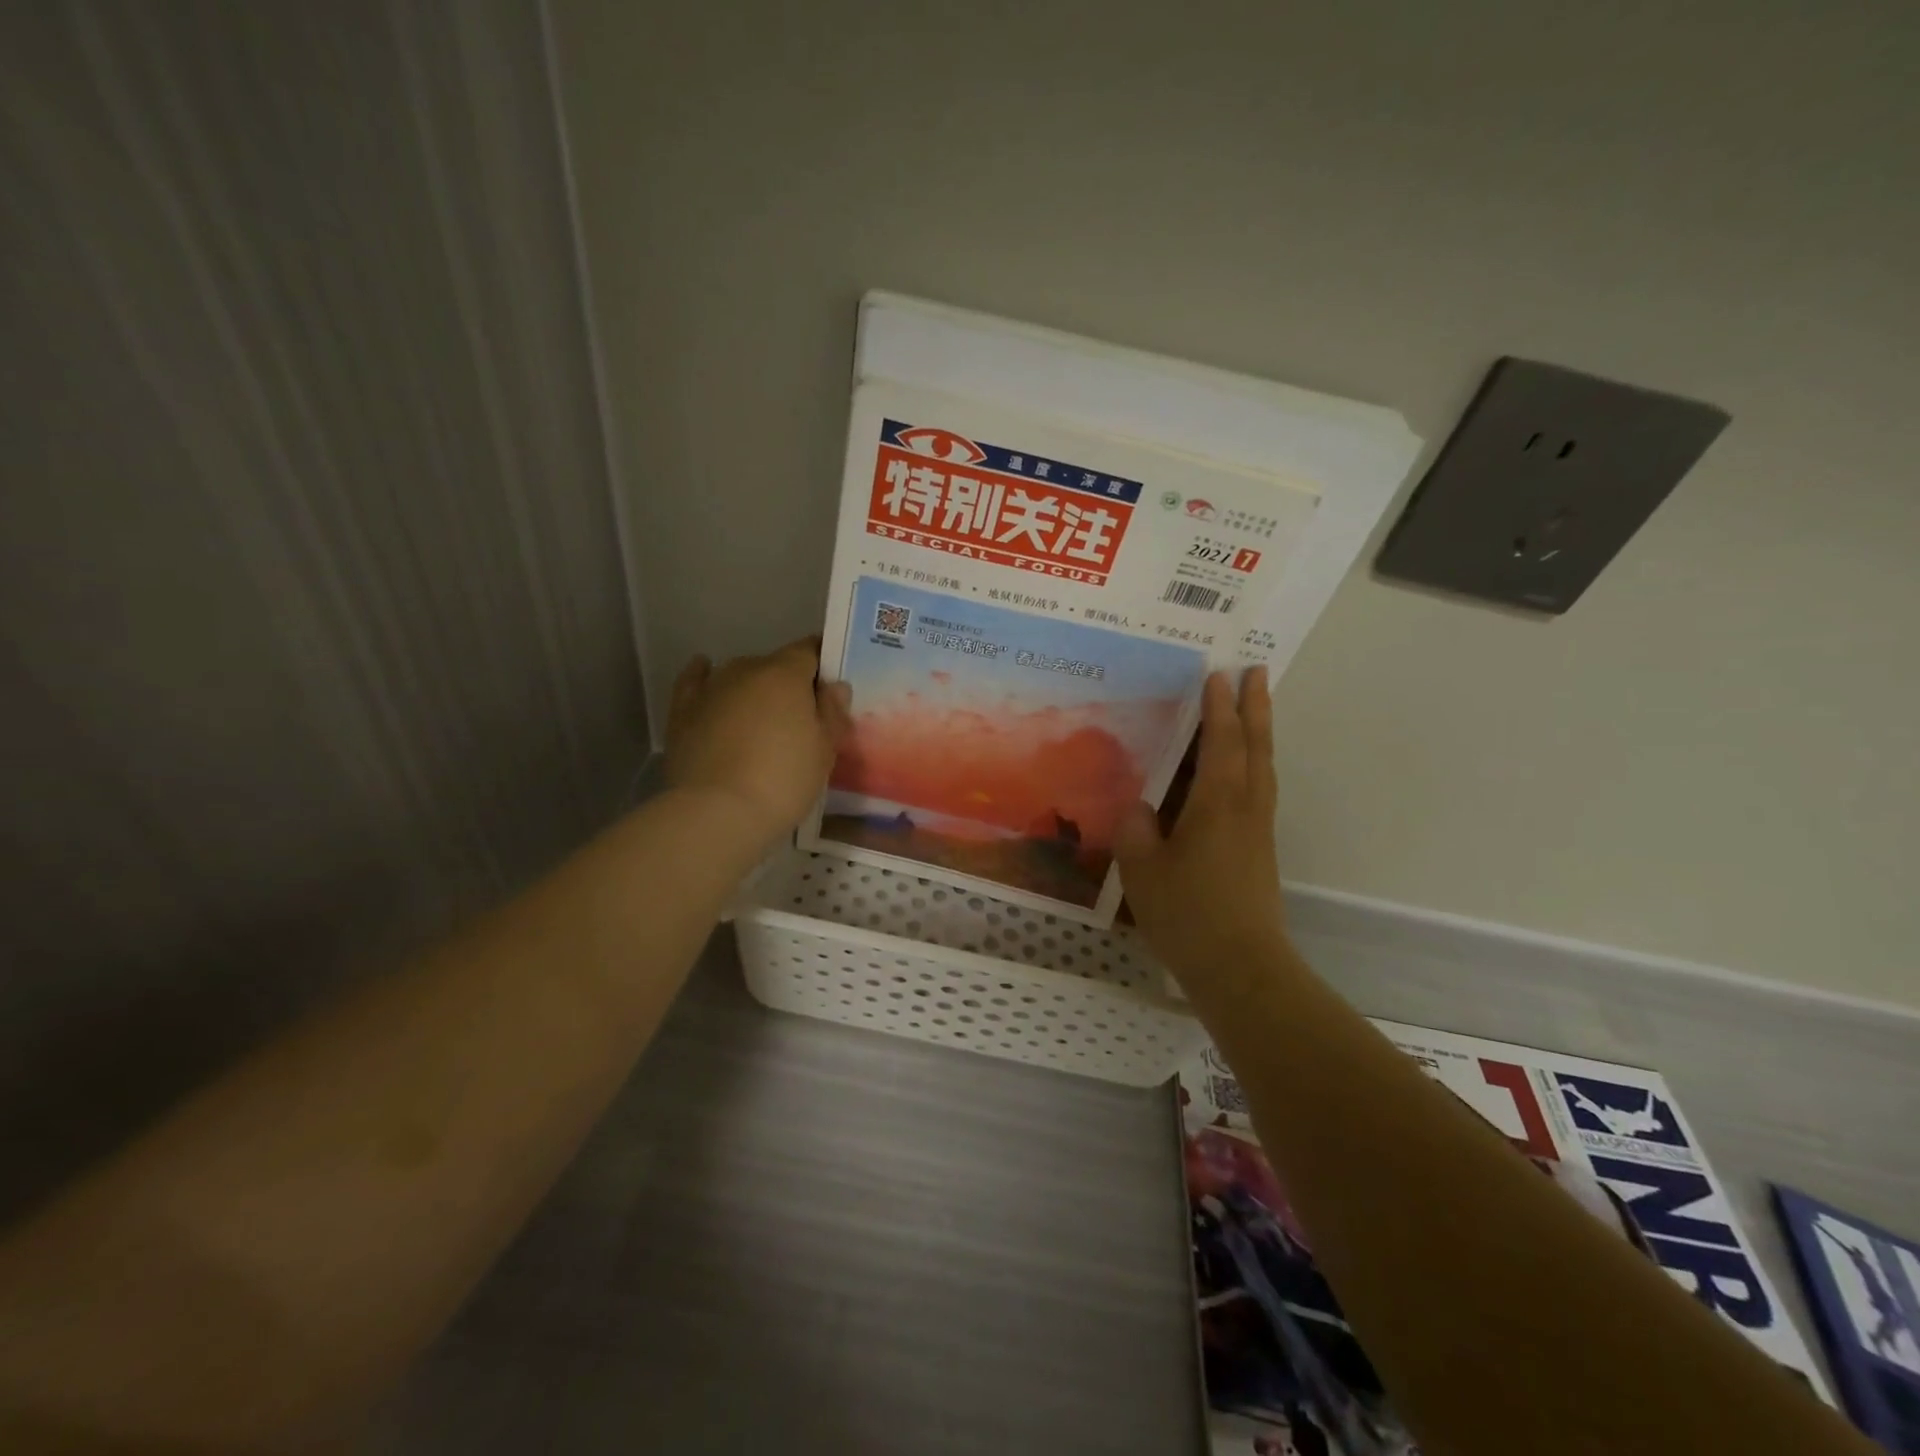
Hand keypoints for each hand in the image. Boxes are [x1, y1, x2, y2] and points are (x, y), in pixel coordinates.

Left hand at [664, 638, 853, 850]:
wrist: (717, 813)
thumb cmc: (783, 780)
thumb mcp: (824, 751)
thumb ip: (832, 712)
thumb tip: (834, 686)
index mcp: (785, 674)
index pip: (810, 651)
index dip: (822, 665)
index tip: (830, 688)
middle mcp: (746, 669)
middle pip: (774, 666)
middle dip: (788, 686)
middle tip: (798, 720)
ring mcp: (711, 688)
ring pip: (739, 676)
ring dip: (753, 690)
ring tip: (759, 720)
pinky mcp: (682, 711)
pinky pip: (695, 682)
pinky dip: (703, 676)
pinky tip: (704, 672)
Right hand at [1115, 667, 1289, 993]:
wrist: (1243, 968)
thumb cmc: (1189, 915)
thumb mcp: (1144, 871)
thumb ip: (1137, 831)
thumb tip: (1140, 807)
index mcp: (1217, 805)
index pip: (1221, 743)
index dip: (1219, 708)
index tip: (1219, 674)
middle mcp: (1245, 808)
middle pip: (1256, 747)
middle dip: (1255, 707)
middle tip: (1258, 672)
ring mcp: (1258, 830)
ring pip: (1263, 768)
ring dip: (1260, 733)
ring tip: (1255, 710)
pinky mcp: (1259, 851)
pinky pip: (1258, 791)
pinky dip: (1253, 765)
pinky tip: (1238, 774)